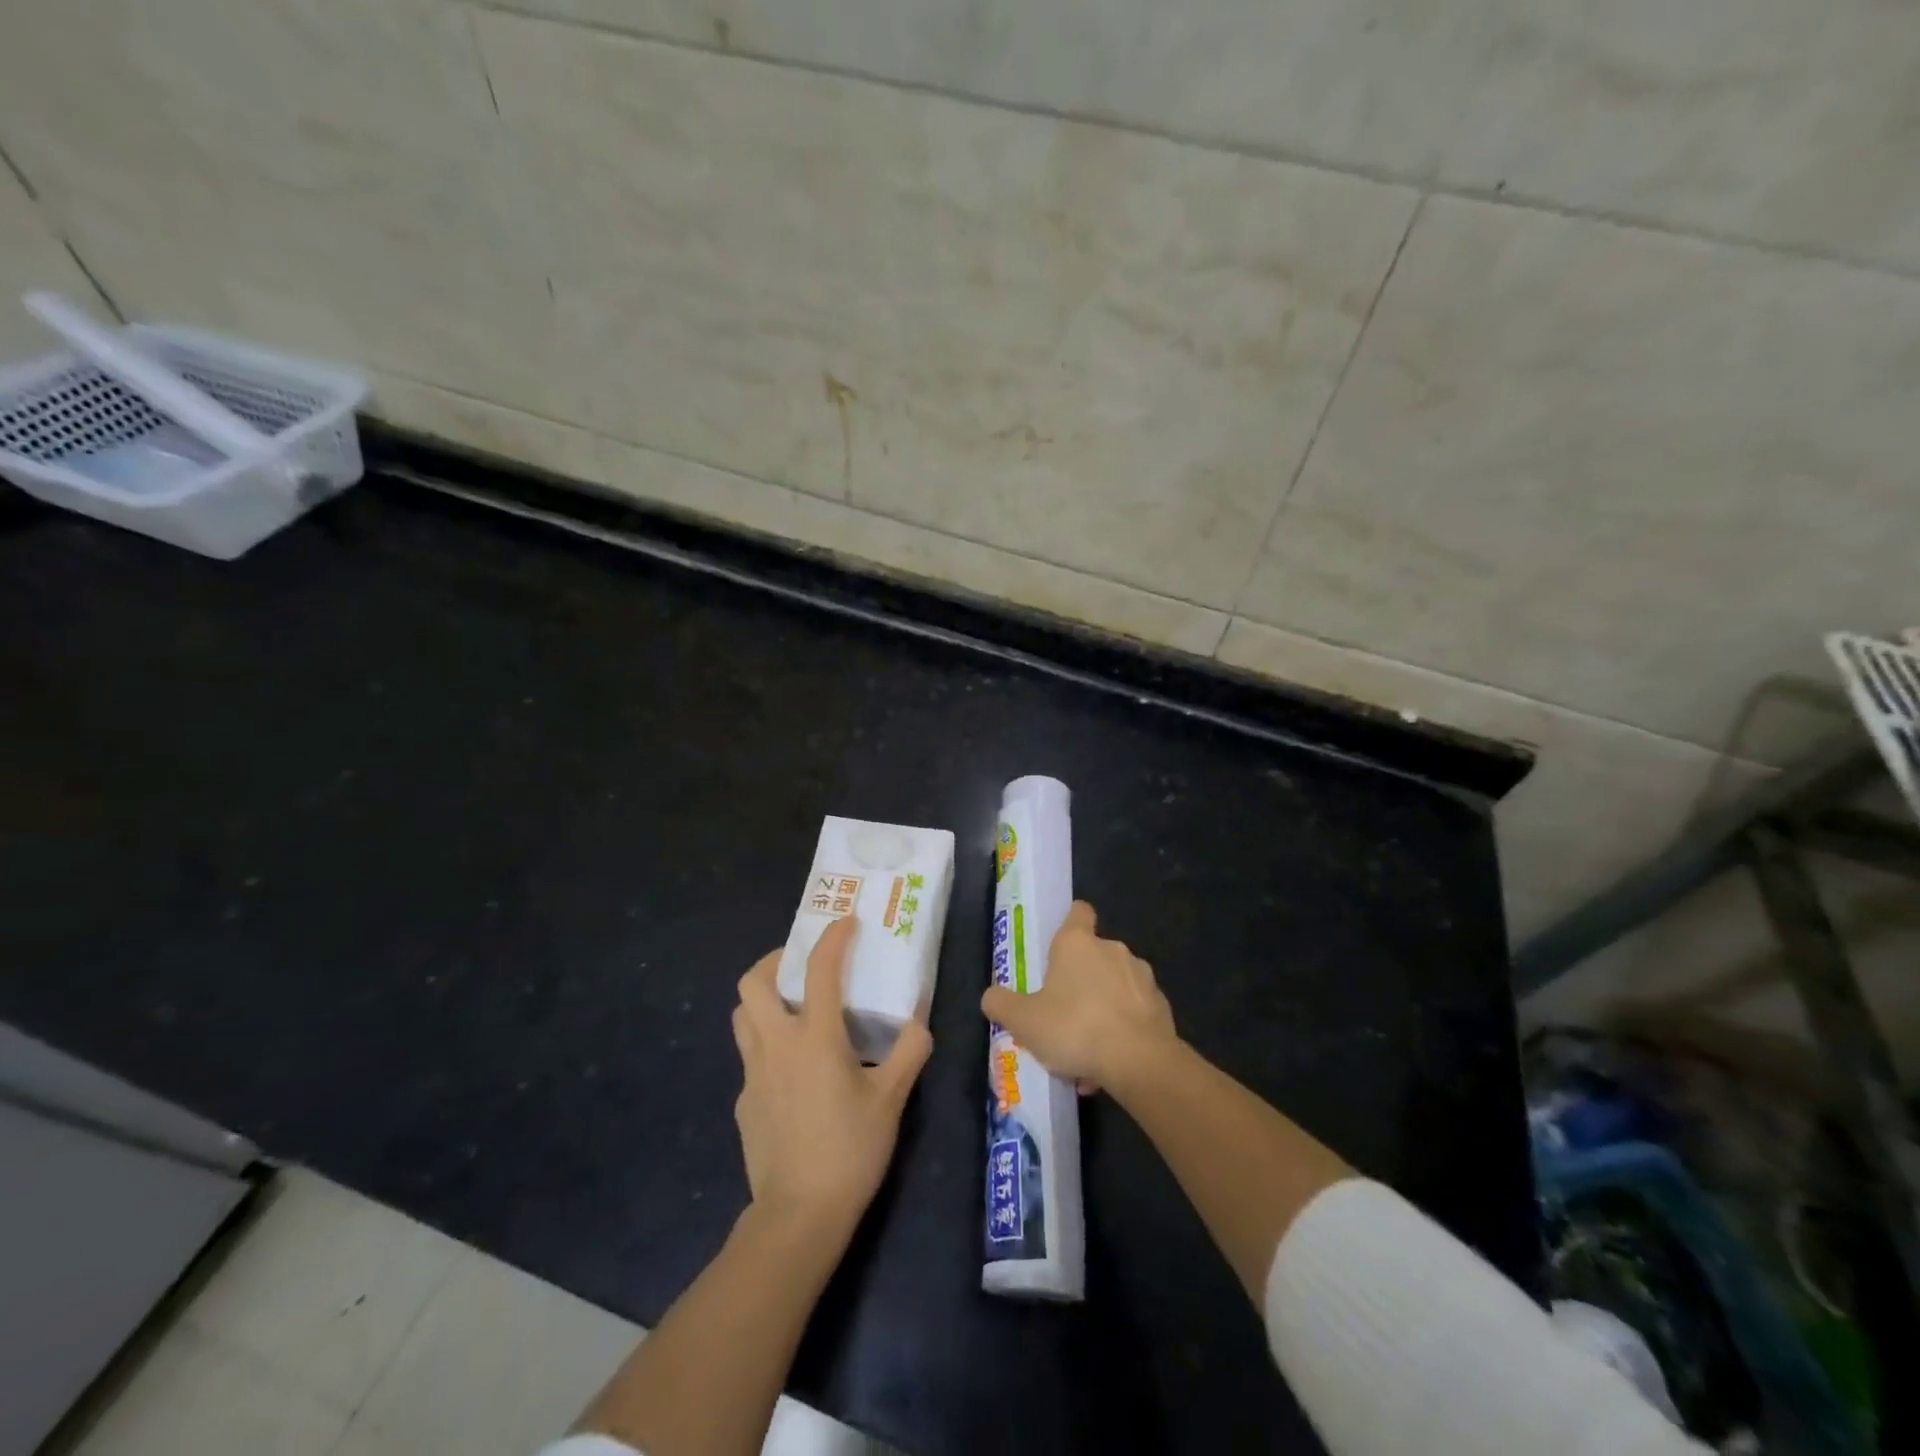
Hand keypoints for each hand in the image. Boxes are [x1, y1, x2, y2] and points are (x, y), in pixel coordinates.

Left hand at [732, 916, 932, 1235]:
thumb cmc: (850, 1150)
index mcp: (815, 1037)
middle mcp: (776, 1045)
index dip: (833, 938)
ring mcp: (753, 1075)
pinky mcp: (744, 1103)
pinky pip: (750, 1058)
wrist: (798, 1216)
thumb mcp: (891, 1100)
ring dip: (762, 1000)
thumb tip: (919, 1024)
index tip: (846, 923)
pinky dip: (767, 1046)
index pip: (821, 970)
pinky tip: (792, 1073)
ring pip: (742, 1017)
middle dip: (774, 961)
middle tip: (800, 965)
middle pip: (753, 983)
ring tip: (792, 1009)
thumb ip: (908, 1054)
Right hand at [979, 901, 1175, 1091]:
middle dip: (1080, 980)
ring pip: (1115, 987)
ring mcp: (1142, 977)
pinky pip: (1134, 1013)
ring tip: (1086, 1050)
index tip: (1059, 945)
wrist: (1140, 1062)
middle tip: (1062, 1013)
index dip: (1070, 922)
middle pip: (1093, 955)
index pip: (1078, 912)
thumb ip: (1002, 1004)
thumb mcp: (1024, 1021)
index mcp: (1078, 943)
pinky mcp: (1161, 1006)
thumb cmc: (1075, 1028)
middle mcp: (1113, 949)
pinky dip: (1122, 1030)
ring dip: (1102, 1009)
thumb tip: (991, 996)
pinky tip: (1108, 1063)